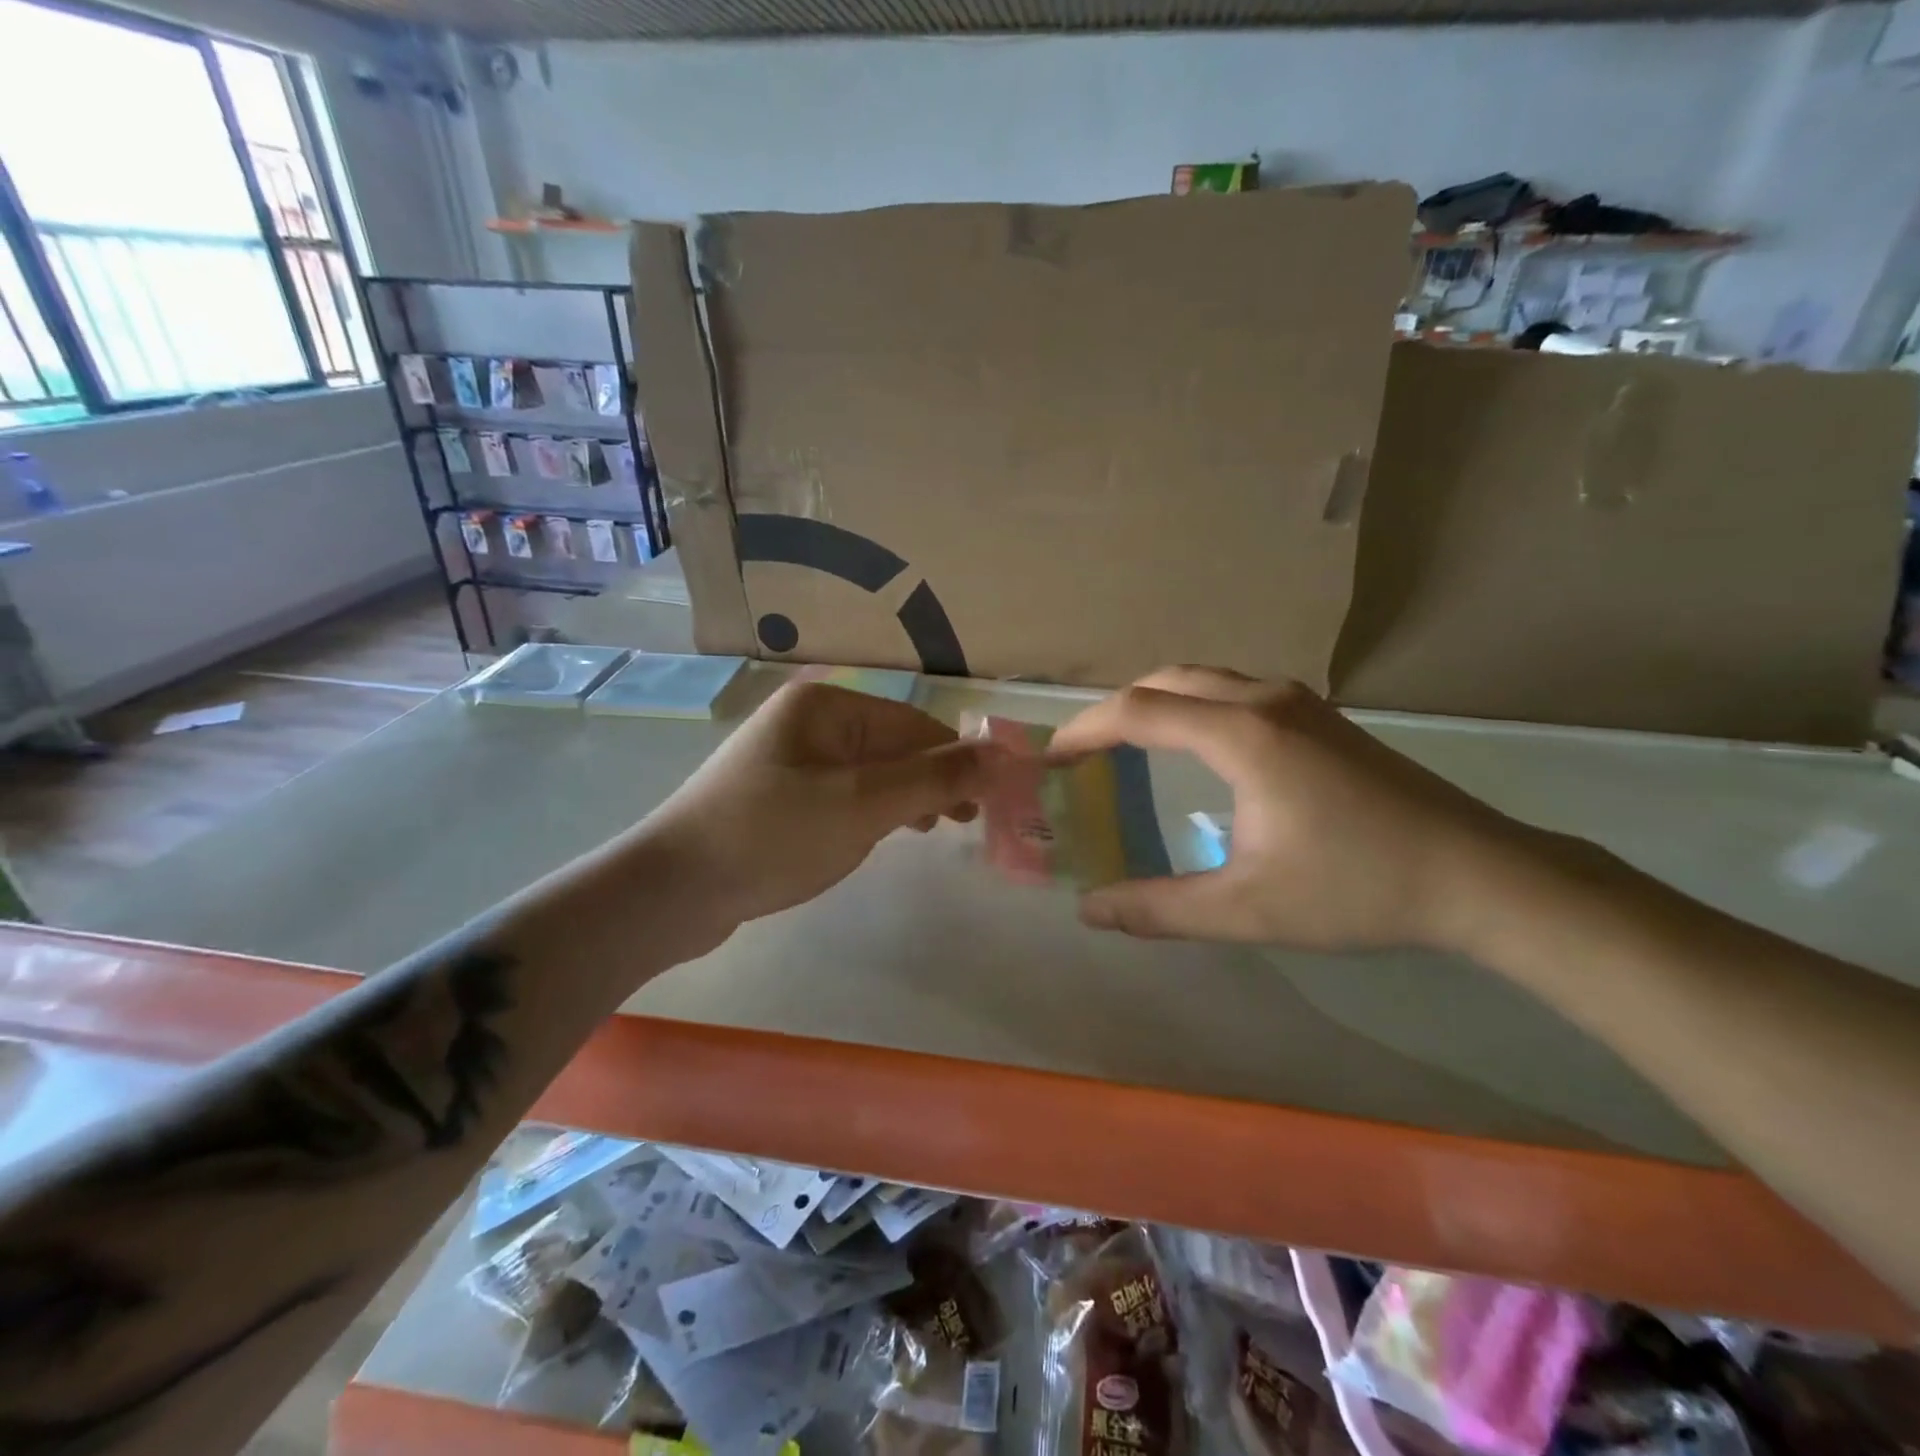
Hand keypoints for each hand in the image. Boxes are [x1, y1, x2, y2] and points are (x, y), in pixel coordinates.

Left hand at [639, 681, 991, 935]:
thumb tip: (1005, 755)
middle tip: (968, 822)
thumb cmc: (772, 836)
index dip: (958, 759)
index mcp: (825, 707)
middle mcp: (806, 722)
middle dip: (932, 780)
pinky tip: (882, 834)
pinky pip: (841, 794)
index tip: (993, 800)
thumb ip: (935, 778)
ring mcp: (788, 759)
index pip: (913, 724)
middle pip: (891, 745)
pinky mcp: (777, 797)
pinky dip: (870, 811)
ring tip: (935, 830)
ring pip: (868, 772)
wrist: (672, 890)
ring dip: (905, 797)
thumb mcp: (863, 805)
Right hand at [1049, 666, 1536, 949]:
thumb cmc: (1358, 889)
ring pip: (1204, 679)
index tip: (1051, 762)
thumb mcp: (1247, 910)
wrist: (1480, 875)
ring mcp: (1299, 702)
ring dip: (1155, 704)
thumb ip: (1159, 910)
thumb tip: (1089, 911)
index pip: (1139, 711)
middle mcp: (1266, 700)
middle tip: (1083, 755)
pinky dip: (1192, 707)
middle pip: (1166, 680)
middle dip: (1115, 711)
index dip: (1085, 731)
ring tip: (1127, 748)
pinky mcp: (1321, 716)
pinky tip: (1196, 749)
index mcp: (1243, 736)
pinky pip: (1233, 691)